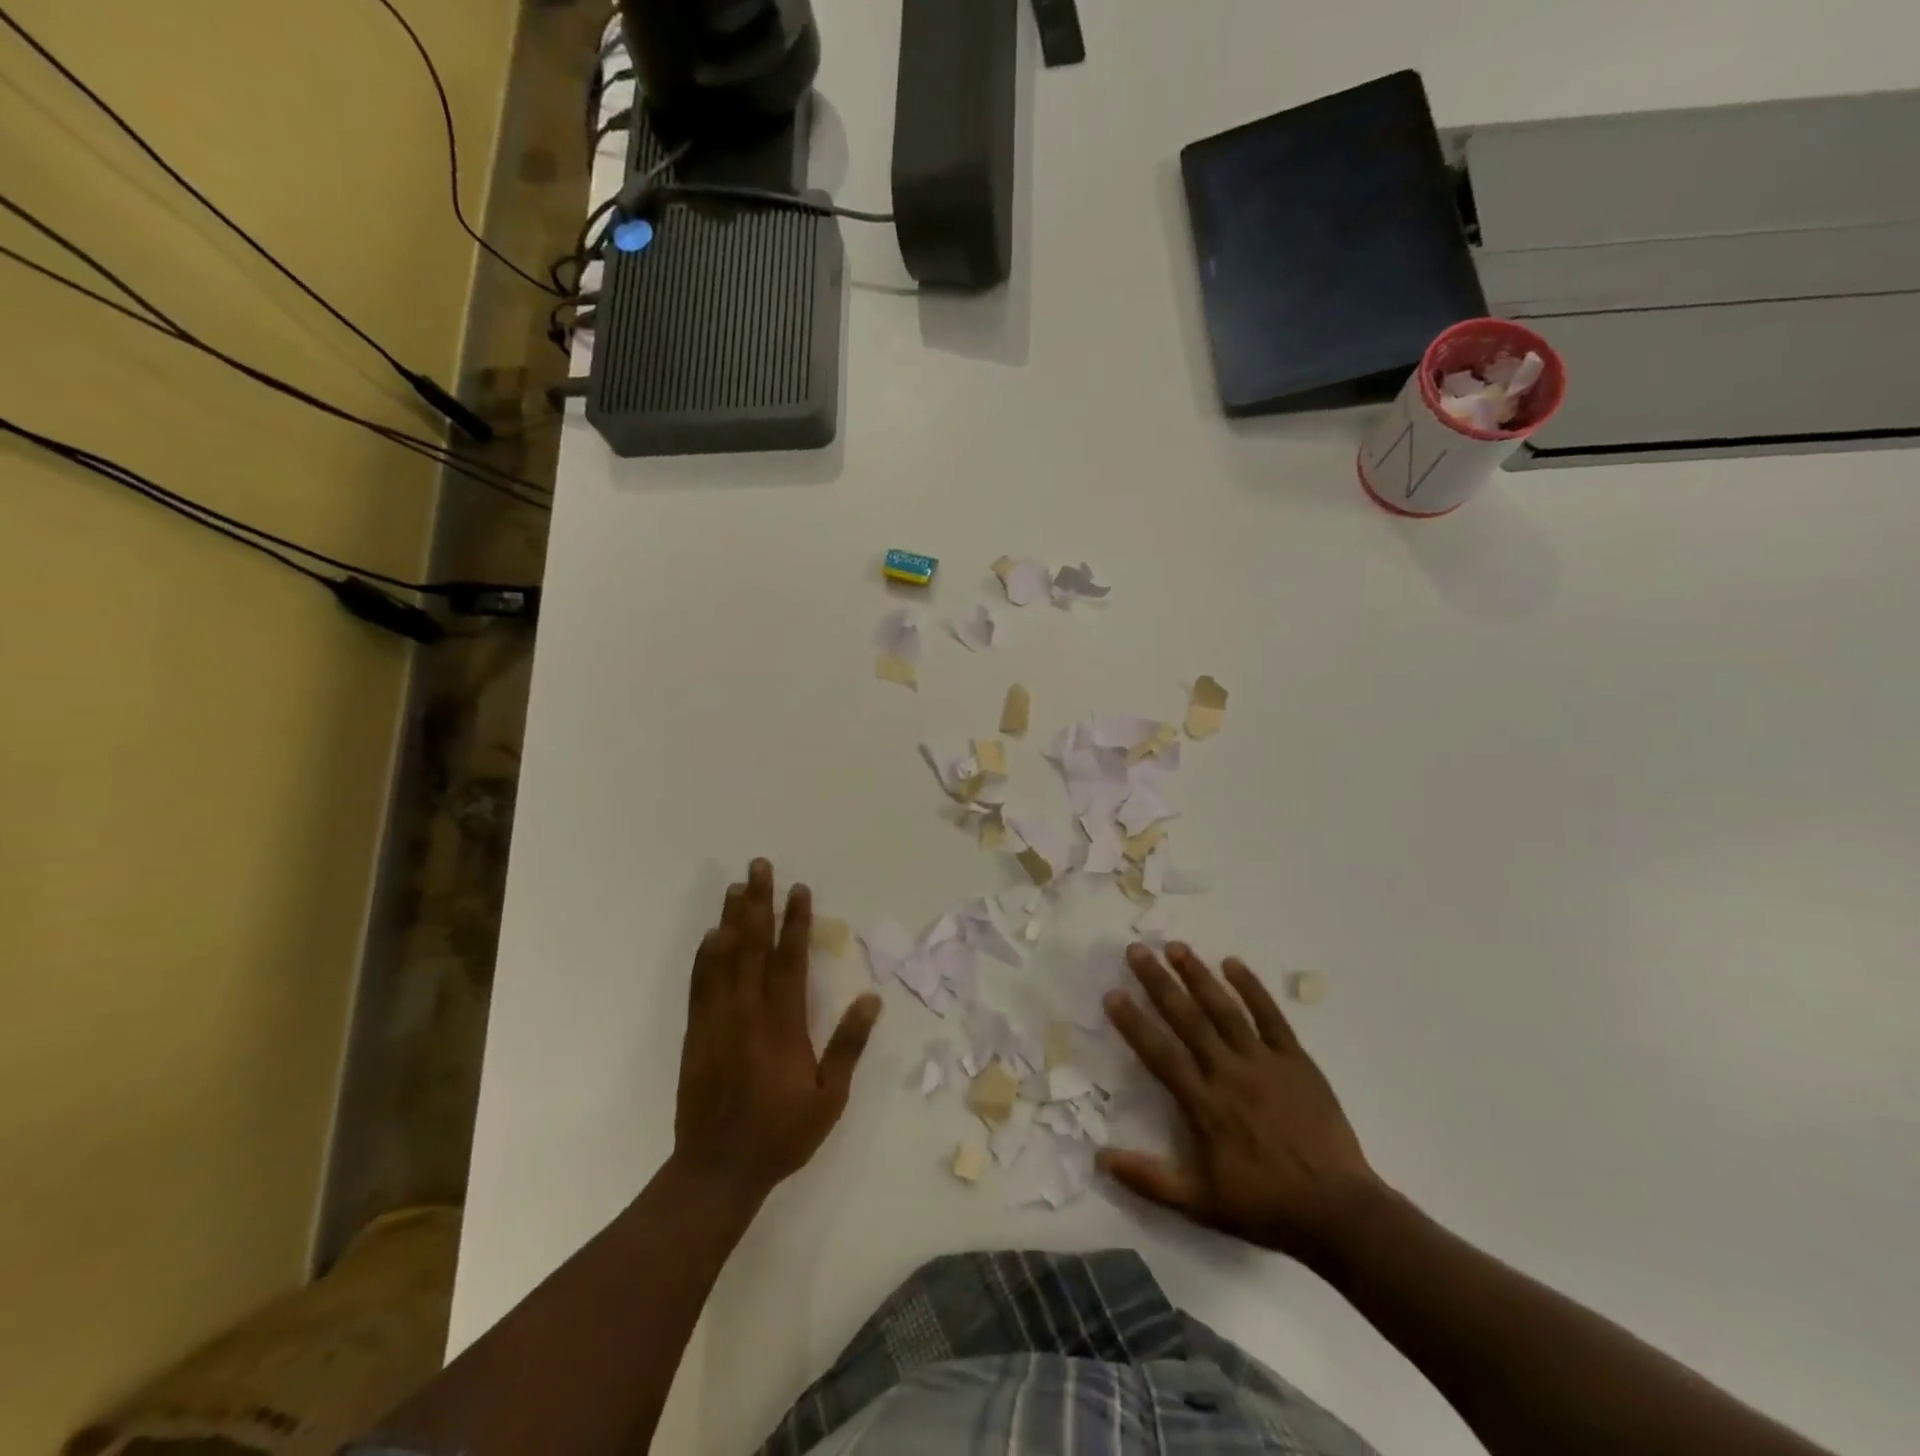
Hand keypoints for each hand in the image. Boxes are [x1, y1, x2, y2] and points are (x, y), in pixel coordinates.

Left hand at [672, 858, 881, 1202]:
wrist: (717, 1170)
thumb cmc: (780, 1134)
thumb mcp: (828, 1097)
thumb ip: (848, 1045)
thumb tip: (872, 999)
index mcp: (783, 1024)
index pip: (790, 960)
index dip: (796, 922)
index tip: (799, 890)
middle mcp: (748, 1011)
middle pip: (753, 946)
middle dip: (758, 903)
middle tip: (759, 867)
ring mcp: (718, 1020)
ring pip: (724, 958)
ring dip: (731, 919)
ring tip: (736, 886)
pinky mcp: (697, 1033)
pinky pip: (701, 984)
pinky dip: (706, 955)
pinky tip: (711, 935)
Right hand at [1099, 942, 1384, 1268]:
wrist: (1339, 1212)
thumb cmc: (1265, 1206)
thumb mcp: (1201, 1204)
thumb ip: (1150, 1180)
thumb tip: (1100, 1158)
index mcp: (1204, 1105)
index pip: (1160, 1054)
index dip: (1134, 1023)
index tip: (1112, 993)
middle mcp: (1229, 1074)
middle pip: (1188, 1019)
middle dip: (1159, 982)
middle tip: (1137, 950)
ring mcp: (1265, 1063)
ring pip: (1225, 1009)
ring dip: (1198, 975)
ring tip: (1176, 946)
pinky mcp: (1296, 1060)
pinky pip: (1271, 1017)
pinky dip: (1252, 988)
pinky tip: (1232, 963)